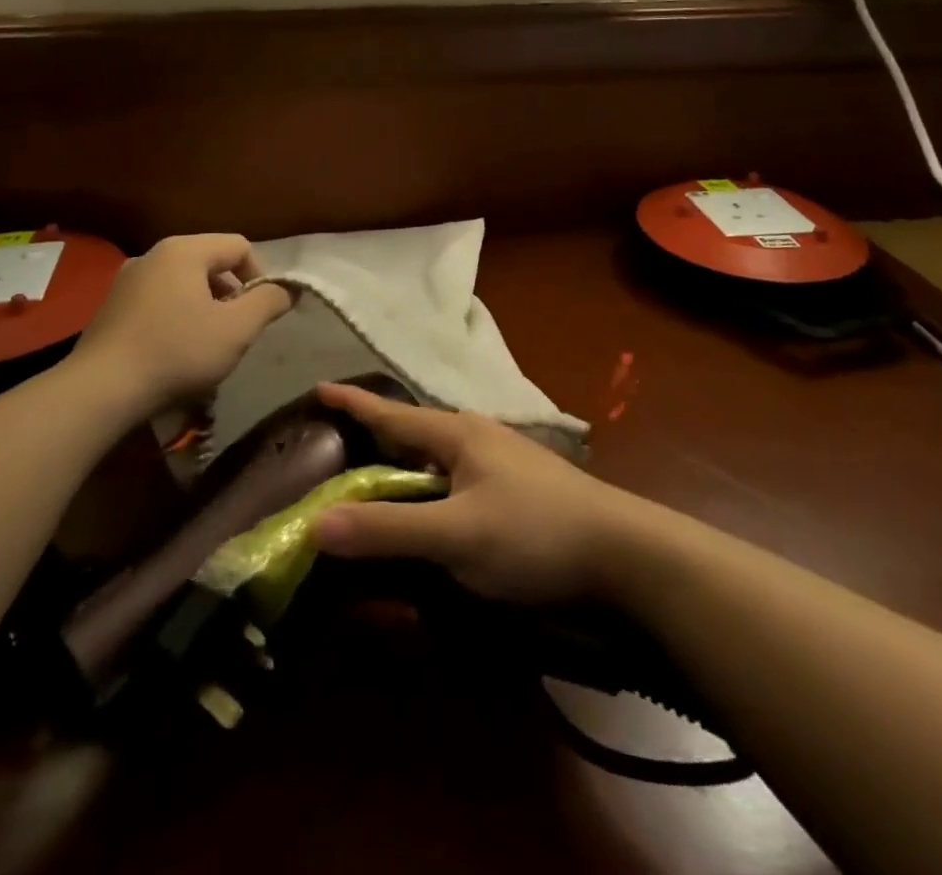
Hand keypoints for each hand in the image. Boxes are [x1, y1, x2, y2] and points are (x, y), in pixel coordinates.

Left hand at [76, 235, 292, 409]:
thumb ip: (269, 302)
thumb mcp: (237, 329)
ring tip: (207, 345)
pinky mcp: (111, 307)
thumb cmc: (177, 352)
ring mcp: (127, 280)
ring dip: (205, 308)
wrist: (100, 390)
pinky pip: (159, 301)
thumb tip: (289, 289)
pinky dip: (176, 318)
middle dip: (232, 294)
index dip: (261, 276)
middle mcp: (153, 255)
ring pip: (184, 284)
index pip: (239, 246)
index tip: (261, 313)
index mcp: (184, 250)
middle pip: (210, 263)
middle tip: (236, 331)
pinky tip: (174, 352)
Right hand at [313, 382, 641, 602]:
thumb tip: (317, 524)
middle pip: (413, 432)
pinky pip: (457, 479)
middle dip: (375, 436)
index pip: (392, 413)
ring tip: (375, 477)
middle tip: (335, 446)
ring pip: (438, 458)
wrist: (624, 553)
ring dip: (404, 466)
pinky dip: (430, 488)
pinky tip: (430, 507)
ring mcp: (501, 462)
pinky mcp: (517, 490)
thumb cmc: (534, 533)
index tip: (318, 388)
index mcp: (458, 434)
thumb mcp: (457, 535)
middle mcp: (477, 438)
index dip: (353, 404)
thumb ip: (389, 529)